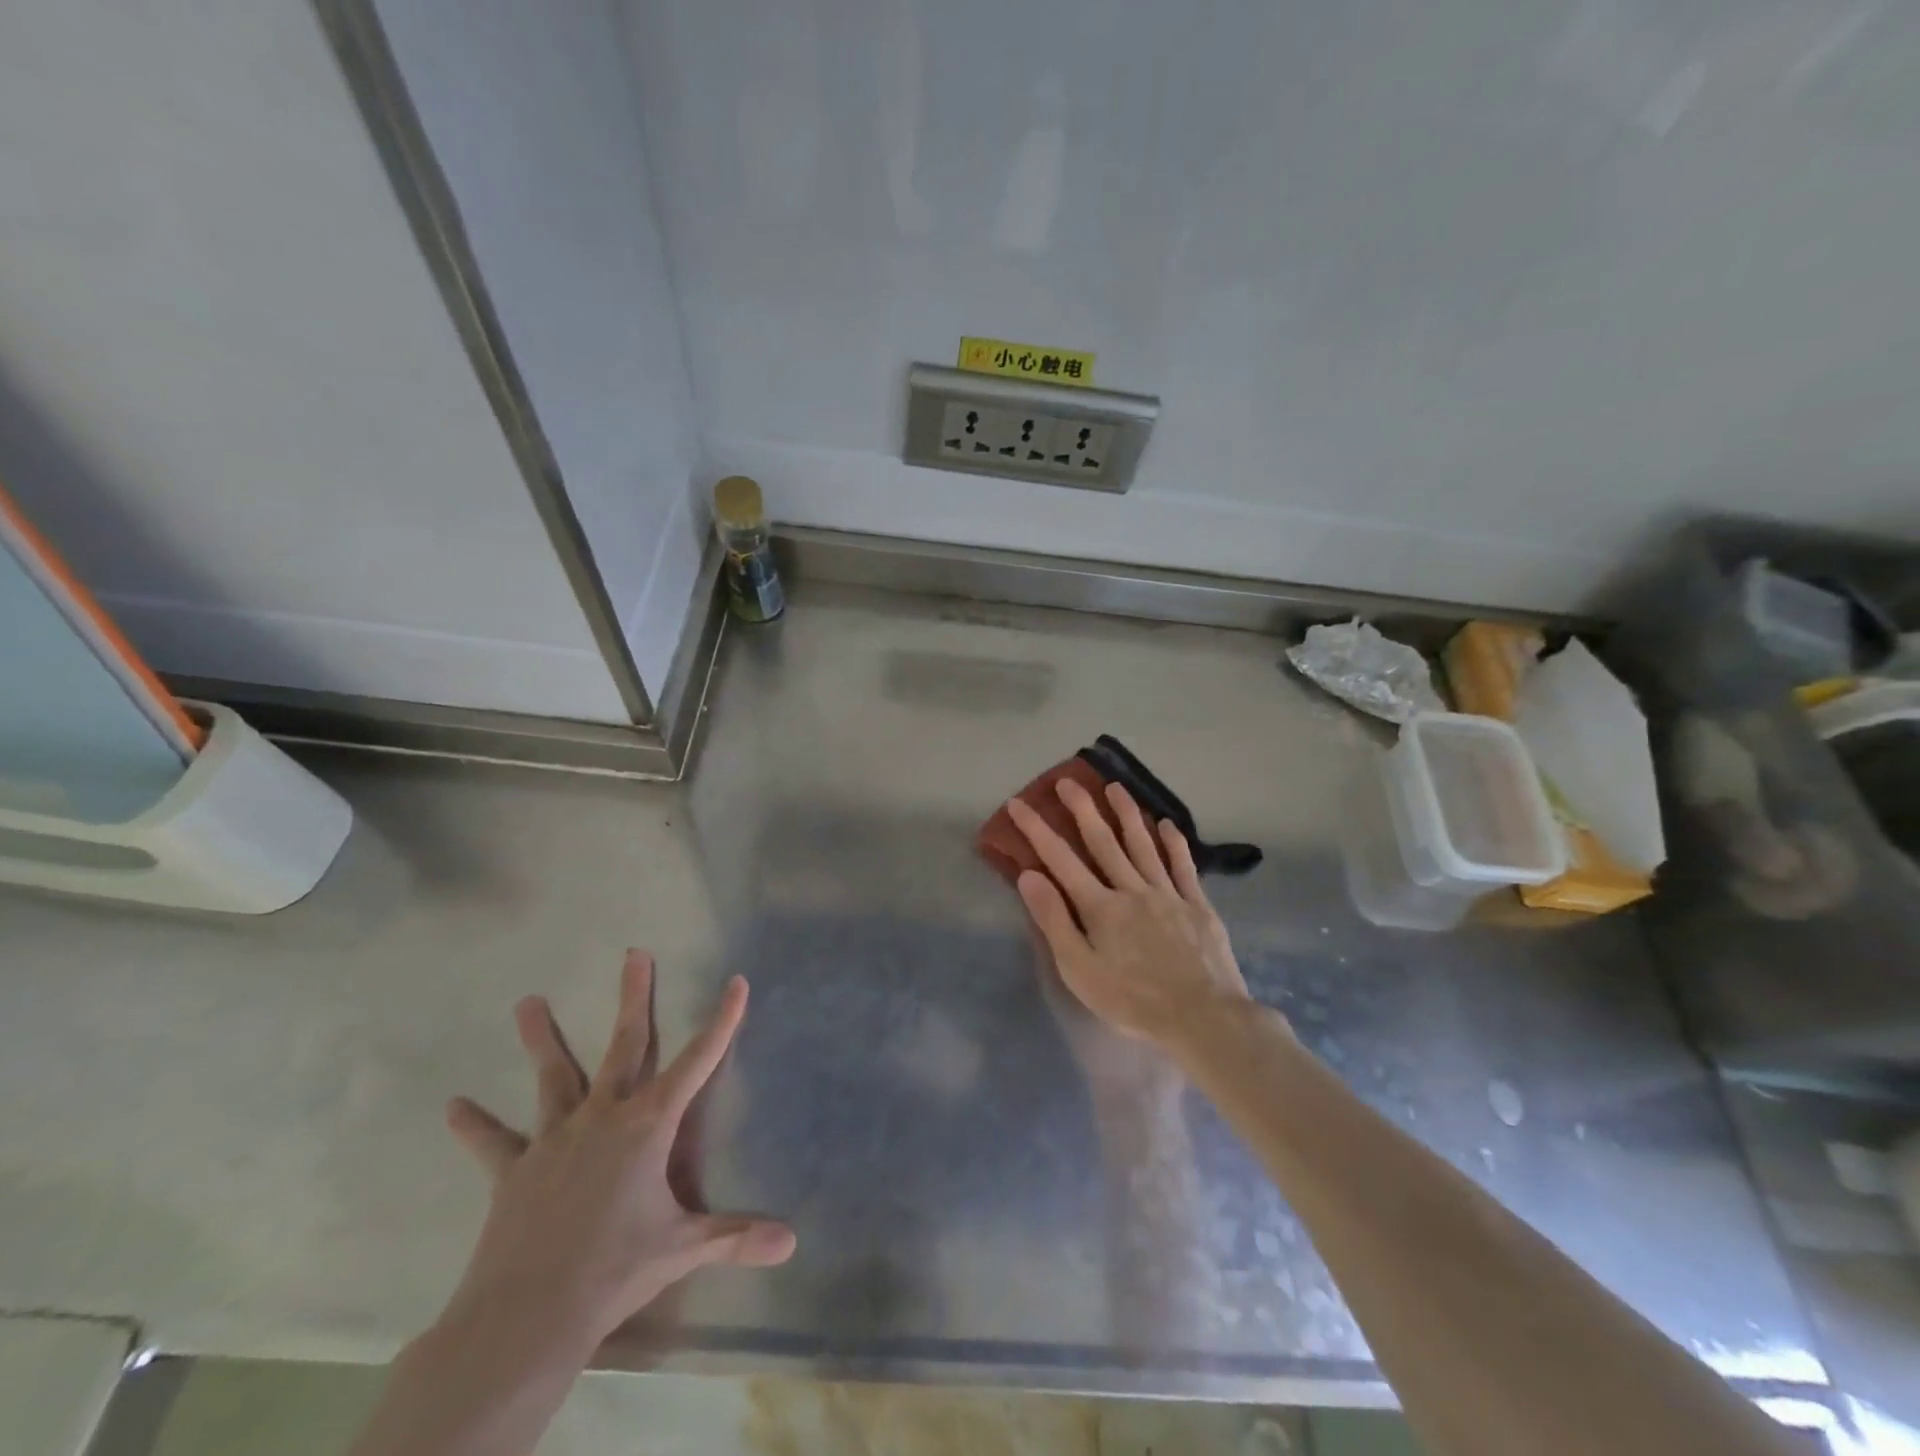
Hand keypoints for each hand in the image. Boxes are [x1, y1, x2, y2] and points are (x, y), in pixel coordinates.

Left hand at [440, 951, 794, 1360]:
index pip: (698, 1062)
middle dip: (633, 997)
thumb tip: (792, 1244)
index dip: (722, 1021)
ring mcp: (555, 1139)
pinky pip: (493, 1143)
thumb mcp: (682, 1249)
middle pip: (624, 1045)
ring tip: (527, 1001)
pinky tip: (452, 1106)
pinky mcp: (515, 1170)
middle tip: (635, 954)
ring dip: (541, 1040)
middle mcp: (603, 1117)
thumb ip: (736, 1238)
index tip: (737, 982)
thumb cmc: (613, 1271)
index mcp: (647, 1126)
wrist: (526, 1317)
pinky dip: (475, 1125)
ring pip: (553, 1078)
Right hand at [1007, 779, 1256, 1050]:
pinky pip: (1183, 866)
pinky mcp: (1197, 905)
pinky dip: (1173, 843)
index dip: (1037, 829)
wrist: (1203, 1017)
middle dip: (1082, 809)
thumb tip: (1029, 876)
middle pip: (1103, 842)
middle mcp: (1132, 889)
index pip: (1060, 859)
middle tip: (1067, 781)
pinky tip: (1167, 824)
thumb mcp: (1080, 970)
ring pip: (1143, 845)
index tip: (1019, 803)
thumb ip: (1054, 920)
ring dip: (1127, 813)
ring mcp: (1168, 894)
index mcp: (1100, 907)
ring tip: (1114, 787)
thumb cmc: (1133, 1000)